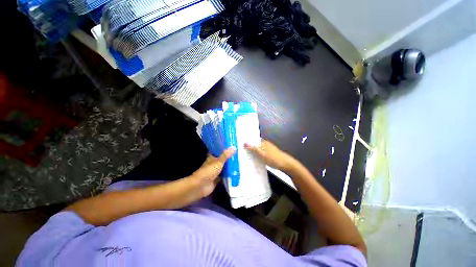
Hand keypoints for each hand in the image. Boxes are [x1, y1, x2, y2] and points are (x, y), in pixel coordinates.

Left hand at [189, 147, 235, 196]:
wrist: (201, 186)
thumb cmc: (208, 171)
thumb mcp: (218, 162)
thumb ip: (226, 155)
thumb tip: (234, 147)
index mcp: (212, 158)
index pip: (217, 152)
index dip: (222, 149)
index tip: (230, 146)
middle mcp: (213, 164)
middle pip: (221, 160)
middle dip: (228, 158)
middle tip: (237, 155)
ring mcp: (215, 172)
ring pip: (223, 168)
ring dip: (229, 167)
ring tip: (238, 162)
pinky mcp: (216, 180)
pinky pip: (224, 176)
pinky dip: (228, 175)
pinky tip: (235, 173)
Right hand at [244, 140, 295, 171]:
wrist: (286, 165)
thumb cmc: (274, 158)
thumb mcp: (262, 154)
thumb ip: (253, 148)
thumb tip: (244, 142)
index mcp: (263, 142)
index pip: (253, 139)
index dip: (246, 140)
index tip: (239, 143)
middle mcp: (265, 144)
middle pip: (254, 144)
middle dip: (248, 146)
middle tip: (239, 150)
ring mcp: (266, 150)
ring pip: (256, 149)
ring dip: (251, 151)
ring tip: (243, 155)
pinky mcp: (268, 155)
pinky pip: (259, 154)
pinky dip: (255, 155)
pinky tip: (252, 159)